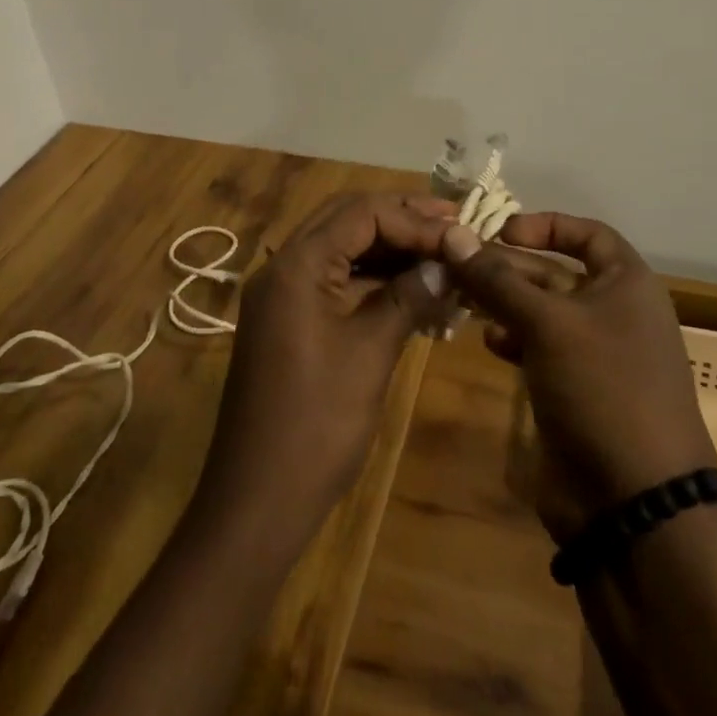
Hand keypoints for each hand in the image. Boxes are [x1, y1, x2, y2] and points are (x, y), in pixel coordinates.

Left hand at [192, 194, 456, 549]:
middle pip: (347, 219)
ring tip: (440, 254)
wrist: (256, 502)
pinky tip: (411, 290)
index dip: (414, 219)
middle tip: (452, 225)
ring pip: (341, 248)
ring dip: (388, 248)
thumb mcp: (369, 354)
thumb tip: (448, 264)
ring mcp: (282, 294)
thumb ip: (407, 298)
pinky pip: (334, 280)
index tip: (460, 234)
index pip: (360, 213)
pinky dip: (372, 279)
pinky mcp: (288, 320)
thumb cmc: (315, 425)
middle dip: (401, 219)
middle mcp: (283, 266)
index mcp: (296, 264)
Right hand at [439, 213, 716, 541]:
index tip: (500, 231)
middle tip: (458, 266)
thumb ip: (496, 279)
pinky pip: (539, 348)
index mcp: (627, 284)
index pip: (588, 233)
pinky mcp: (576, 389)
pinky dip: (513, 339)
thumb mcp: (547, 323)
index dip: (545, 225)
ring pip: (541, 311)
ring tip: (462, 301)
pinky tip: (488, 342)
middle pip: (555, 271)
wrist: (636, 504)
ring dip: (503, 303)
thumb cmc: (602, 389)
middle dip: (507, 268)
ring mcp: (595, 354)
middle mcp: (614, 311)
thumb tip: (452, 233)